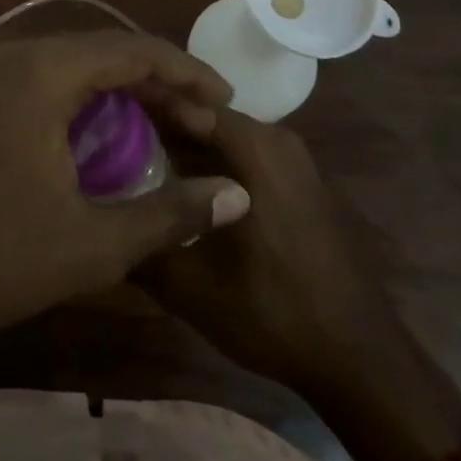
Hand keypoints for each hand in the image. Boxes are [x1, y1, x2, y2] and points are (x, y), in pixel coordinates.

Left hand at [0, 32, 250, 363]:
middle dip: (160, 82)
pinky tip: (111, 138)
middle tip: (202, 120)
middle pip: (106, 52)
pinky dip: (89, 102)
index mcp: (45, 72)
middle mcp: (19, 56)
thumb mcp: (93, 244)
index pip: (134, 51)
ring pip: (77, 66)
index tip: (226, 102)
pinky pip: (50, 82)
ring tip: (168, 126)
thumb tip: (238, 196)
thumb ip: (171, 214)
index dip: (187, 73)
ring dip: (124, 91)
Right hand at [135, 109, 460, 460]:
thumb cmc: (274, 312)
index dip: (140, 106)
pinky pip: (246, 159)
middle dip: (159, 130)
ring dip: (186, 151)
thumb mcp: (191, 287)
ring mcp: (294, 160)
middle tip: (111, 148)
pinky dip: (213, 167)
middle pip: (203, 118)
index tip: (101, 118)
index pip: (183, 102)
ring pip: (224, 140)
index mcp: (253, 146)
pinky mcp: (301, 183)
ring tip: (138, 170)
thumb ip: (140, 247)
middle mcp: (276, 139)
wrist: (359, 358)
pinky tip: (184, 195)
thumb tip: (100, 222)